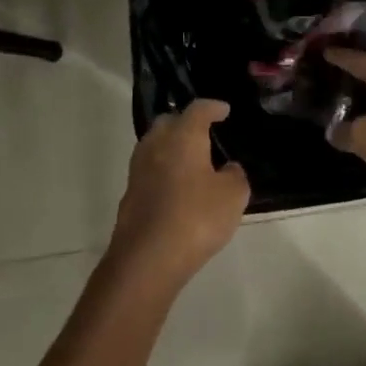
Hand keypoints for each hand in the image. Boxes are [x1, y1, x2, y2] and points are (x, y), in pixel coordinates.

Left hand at [108, 99, 250, 284]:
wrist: (148, 258)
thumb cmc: (197, 218)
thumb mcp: (233, 196)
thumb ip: (235, 175)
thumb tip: (229, 168)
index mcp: (183, 136)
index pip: (198, 109)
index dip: (213, 107)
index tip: (224, 110)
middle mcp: (156, 145)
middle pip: (169, 122)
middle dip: (186, 122)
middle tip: (204, 132)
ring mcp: (138, 169)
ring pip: (155, 145)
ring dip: (172, 146)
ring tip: (191, 159)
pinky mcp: (130, 194)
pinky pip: (149, 170)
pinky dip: (164, 169)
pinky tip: (177, 185)